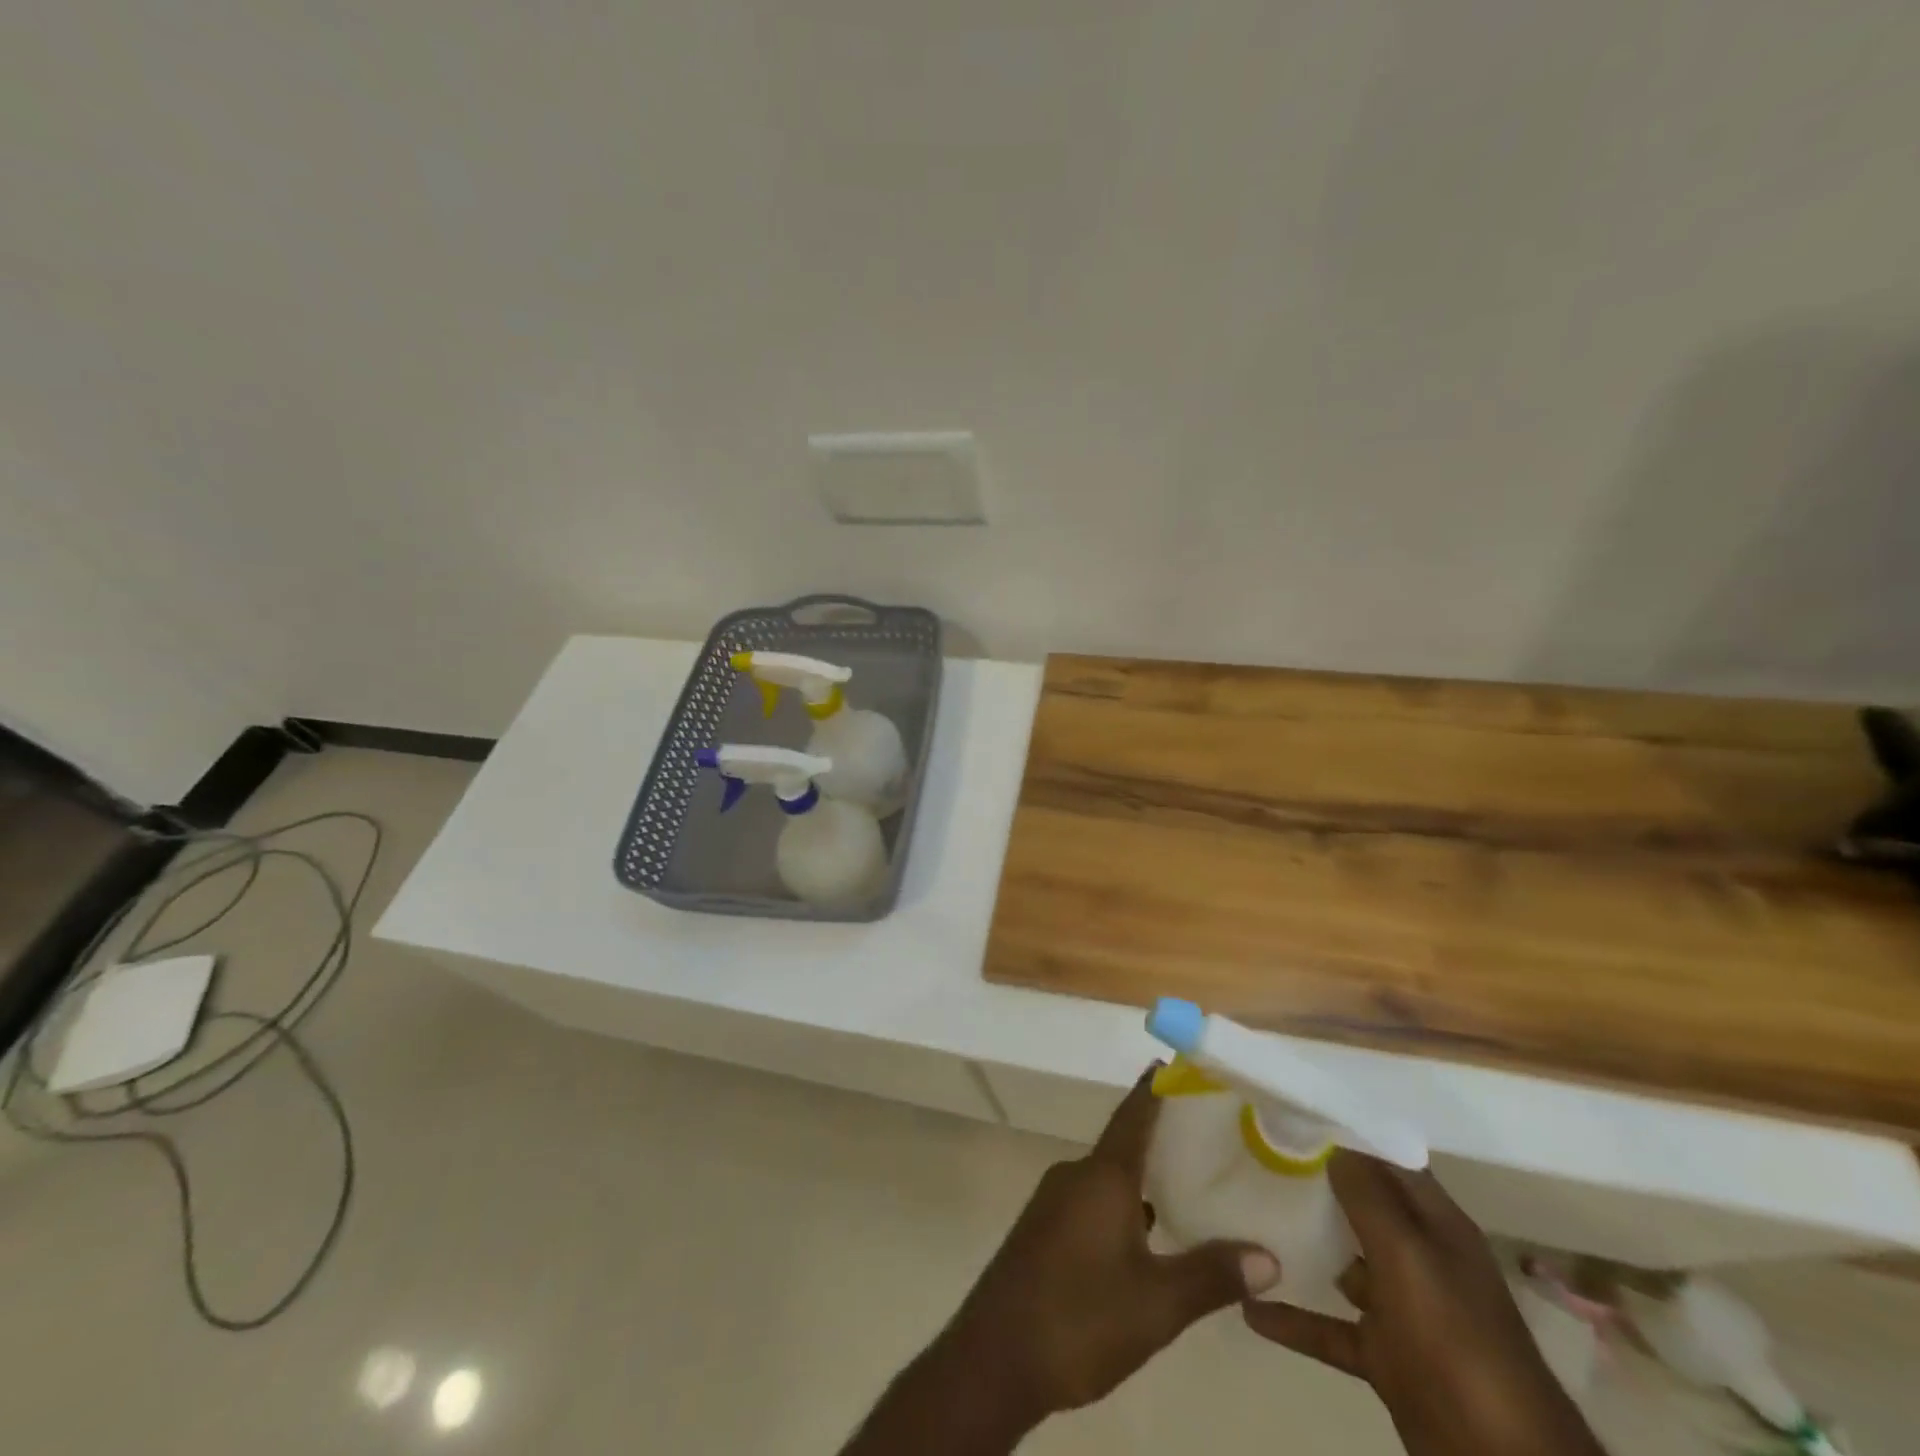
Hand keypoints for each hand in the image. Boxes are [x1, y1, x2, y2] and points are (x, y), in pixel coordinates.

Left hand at [941, 1067, 1281, 1423]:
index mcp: (1102, 1176)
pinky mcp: (1043, 1230)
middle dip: (1161, 1139)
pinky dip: (1122, 1206)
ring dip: (1142, 1180)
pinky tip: (1146, 1237)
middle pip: (1123, 1144)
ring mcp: (1054, 1202)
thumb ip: (1211, 1275)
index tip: (1177, 1065)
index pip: (1134, 1115)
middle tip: (1209, 1139)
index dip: (1156, 1089)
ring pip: (1107, 1178)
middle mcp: (1075, 1176)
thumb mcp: (1156, 1303)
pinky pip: (1090, 1201)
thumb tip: (1268, 1256)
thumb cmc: (1080, 1318)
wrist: (995, 1356)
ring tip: (1188, 1189)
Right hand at [1243, 1151, 1604, 1455]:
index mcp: (1437, 1226)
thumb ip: (1369, 1198)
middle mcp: (1422, 1259)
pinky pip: (1331, 1329)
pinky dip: (1294, 1320)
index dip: (1346, 1134)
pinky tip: (1250, 1310)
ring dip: (1303, 1245)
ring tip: (1247, 1218)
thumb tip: (1333, 1143)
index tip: (1293, 1112)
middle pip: (1363, 1207)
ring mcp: (1405, 1311)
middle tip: (1258, 1152)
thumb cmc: (1456, 1342)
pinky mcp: (1388, 1357)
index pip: (1389, 1161)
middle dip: (1316, 1182)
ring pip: (1345, 1264)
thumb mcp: (1408, 1257)